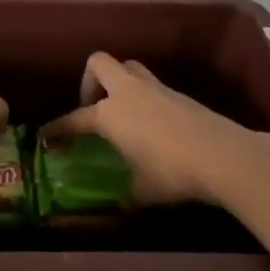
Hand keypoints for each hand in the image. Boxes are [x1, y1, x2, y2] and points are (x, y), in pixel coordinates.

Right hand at [39, 52, 267, 204]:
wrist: (223, 156)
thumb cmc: (171, 172)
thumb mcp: (142, 191)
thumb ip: (126, 195)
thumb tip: (121, 206)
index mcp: (109, 114)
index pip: (75, 118)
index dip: (58, 128)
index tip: (46, 136)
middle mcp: (128, 92)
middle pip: (99, 64)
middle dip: (89, 82)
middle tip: (92, 108)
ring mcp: (156, 89)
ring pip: (128, 68)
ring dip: (119, 82)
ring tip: (121, 112)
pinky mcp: (180, 95)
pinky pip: (152, 86)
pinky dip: (144, 98)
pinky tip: (151, 125)